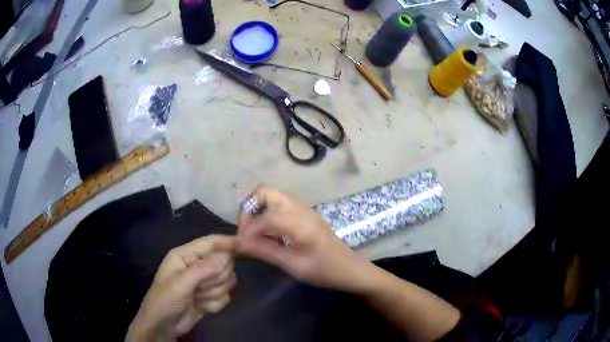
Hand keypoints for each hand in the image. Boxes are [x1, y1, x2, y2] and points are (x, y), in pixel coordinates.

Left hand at [127, 235, 236, 340]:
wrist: (164, 326)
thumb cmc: (165, 301)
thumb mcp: (180, 284)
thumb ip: (203, 269)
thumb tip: (227, 256)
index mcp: (185, 255)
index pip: (210, 243)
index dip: (227, 242)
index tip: (246, 244)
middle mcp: (197, 265)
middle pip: (224, 263)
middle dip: (216, 278)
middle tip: (200, 288)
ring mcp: (205, 282)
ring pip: (227, 281)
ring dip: (214, 293)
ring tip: (198, 298)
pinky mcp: (211, 296)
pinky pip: (226, 296)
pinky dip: (215, 304)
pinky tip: (202, 307)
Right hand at [236, 186, 375, 292]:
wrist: (351, 269)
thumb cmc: (325, 271)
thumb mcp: (294, 266)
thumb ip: (266, 251)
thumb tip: (240, 243)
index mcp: (300, 223)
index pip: (265, 216)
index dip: (248, 228)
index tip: (241, 244)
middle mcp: (301, 209)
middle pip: (265, 192)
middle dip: (249, 208)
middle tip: (247, 231)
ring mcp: (304, 209)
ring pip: (272, 195)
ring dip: (258, 209)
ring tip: (255, 233)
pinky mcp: (305, 213)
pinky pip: (279, 204)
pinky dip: (267, 213)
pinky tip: (269, 234)